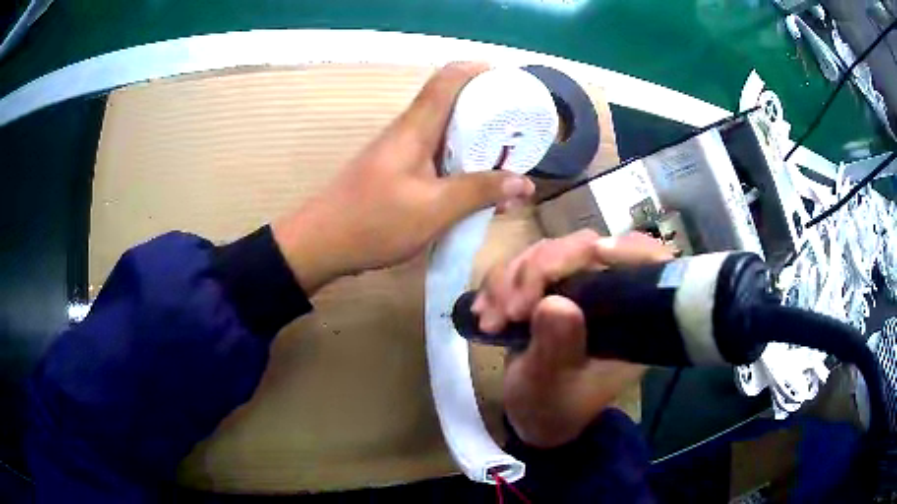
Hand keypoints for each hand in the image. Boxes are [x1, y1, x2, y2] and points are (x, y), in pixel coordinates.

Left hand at [273, 63, 535, 293]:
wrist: (320, 244)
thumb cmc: (374, 222)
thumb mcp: (434, 209)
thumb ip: (479, 193)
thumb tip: (524, 183)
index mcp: (416, 127)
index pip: (448, 80)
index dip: (479, 72)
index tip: (509, 83)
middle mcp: (408, 131)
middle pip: (452, 104)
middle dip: (488, 111)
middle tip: (519, 130)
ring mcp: (401, 151)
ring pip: (445, 133)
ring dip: (476, 142)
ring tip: (507, 159)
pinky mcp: (397, 171)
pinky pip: (435, 157)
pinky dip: (460, 164)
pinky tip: (476, 185)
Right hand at [471, 230, 672, 447]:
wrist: (531, 414)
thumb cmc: (554, 408)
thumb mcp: (553, 386)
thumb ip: (557, 348)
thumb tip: (554, 303)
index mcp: (631, 320)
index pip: (650, 265)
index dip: (629, 249)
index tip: (594, 253)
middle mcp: (609, 295)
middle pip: (584, 248)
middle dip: (539, 271)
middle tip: (511, 310)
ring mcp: (577, 286)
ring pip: (548, 252)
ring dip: (511, 280)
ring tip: (492, 321)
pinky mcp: (548, 286)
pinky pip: (522, 265)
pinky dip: (498, 284)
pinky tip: (485, 312)